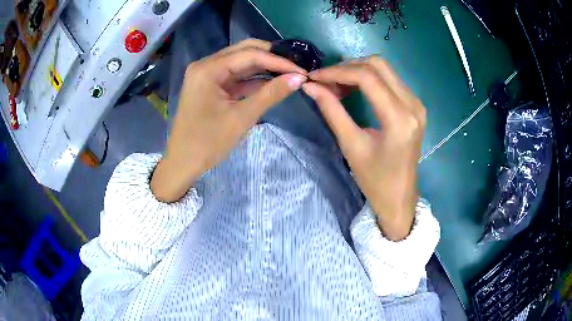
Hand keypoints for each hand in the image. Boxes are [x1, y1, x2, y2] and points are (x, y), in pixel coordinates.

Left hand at [151, 39, 306, 202]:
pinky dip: (252, 79)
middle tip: (296, 66)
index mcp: (208, 69)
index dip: (278, 61)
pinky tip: (272, 82)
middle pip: (244, 51)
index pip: (250, 55)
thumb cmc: (208, 143)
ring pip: (240, 62)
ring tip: (289, 73)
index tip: (301, 70)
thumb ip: (271, 94)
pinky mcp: (210, 85)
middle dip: (271, 58)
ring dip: (264, 67)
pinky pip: (235, 76)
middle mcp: (206, 65)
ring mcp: (207, 74)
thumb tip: (299, 78)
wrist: (183, 163)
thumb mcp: (242, 117)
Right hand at [303, 57, 425, 240]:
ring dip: (358, 71)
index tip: (315, 77)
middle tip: (326, 81)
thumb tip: (310, 86)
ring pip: (384, 70)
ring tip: (336, 86)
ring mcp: (417, 104)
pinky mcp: (415, 106)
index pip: (367, 77)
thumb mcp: (351, 145)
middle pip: (378, 65)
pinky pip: (390, 80)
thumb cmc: (375, 180)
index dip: (337, 72)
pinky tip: (354, 89)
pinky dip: (369, 79)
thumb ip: (332, 111)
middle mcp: (413, 105)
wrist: (399, 198)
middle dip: (348, 67)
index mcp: (399, 119)